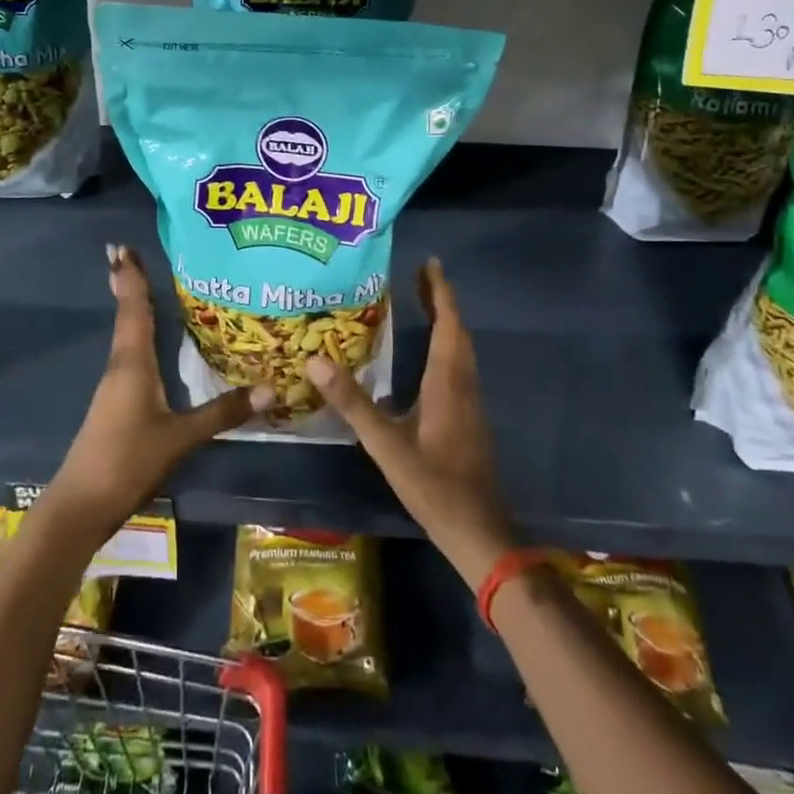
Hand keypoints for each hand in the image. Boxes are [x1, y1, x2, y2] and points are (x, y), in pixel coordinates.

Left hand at [42, 244, 272, 537]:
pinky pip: (132, 358)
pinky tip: (152, 345)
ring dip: (133, 311)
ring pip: (128, 337)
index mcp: (132, 364)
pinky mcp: (117, 405)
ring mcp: (116, 388)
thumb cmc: (128, 459)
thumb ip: (223, 412)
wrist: (81, 505)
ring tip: (148, 290)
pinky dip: (140, 339)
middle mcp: (121, 367)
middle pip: (127, 317)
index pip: (134, 310)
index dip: (131, 279)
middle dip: (129, 286)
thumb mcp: (181, 437)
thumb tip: (272, 388)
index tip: (121, 248)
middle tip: (129, 255)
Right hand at [304, 258, 515, 588]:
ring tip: (424, 305)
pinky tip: (428, 356)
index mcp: (447, 382)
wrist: (477, 529)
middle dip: (441, 301)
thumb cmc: (433, 484)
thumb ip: (352, 403)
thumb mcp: (386, 444)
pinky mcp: (469, 417)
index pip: (448, 324)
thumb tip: (315, 360)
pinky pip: (459, 366)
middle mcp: (463, 384)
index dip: (440, 292)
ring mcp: (470, 401)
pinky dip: (446, 345)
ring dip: (446, 322)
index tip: (430, 264)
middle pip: (457, 331)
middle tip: (420, 277)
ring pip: (461, 349)